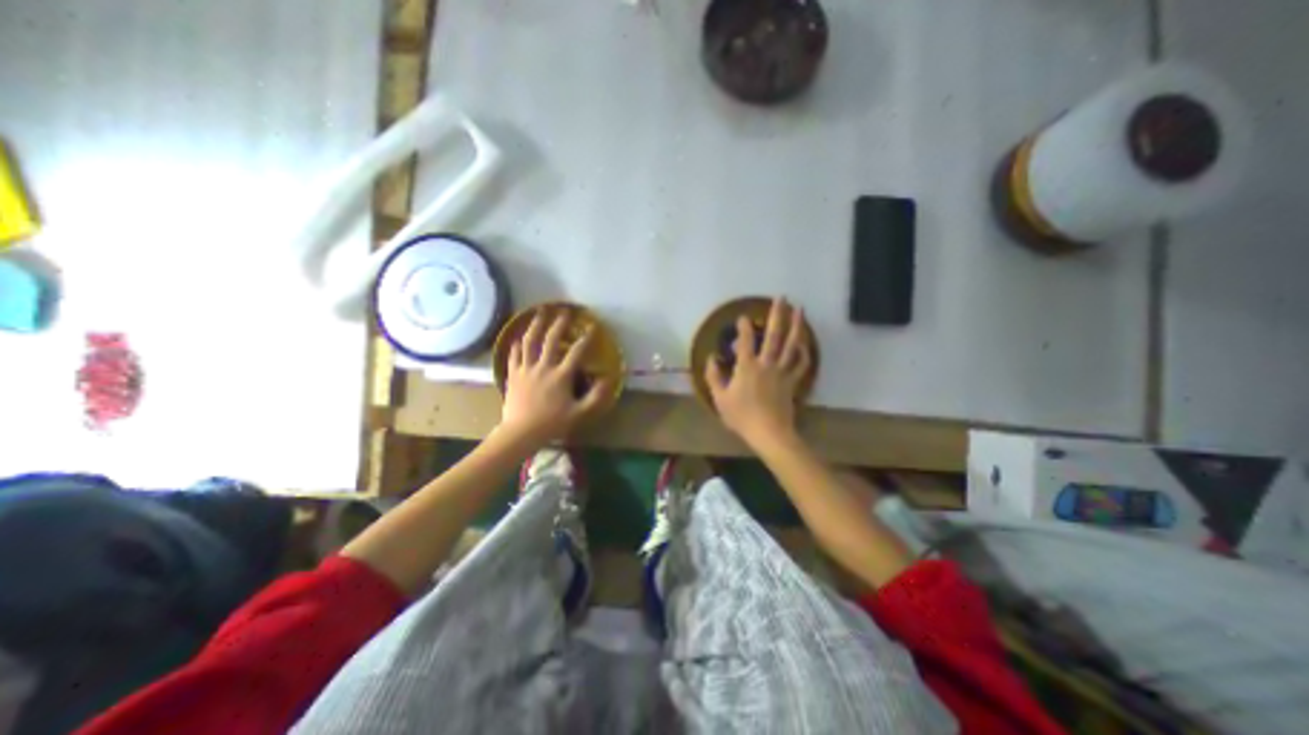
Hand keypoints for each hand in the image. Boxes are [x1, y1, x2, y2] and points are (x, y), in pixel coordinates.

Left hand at [498, 308, 609, 443]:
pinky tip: (518, 337)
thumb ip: (595, 397)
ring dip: (535, 325)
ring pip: (529, 341)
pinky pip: (514, 354)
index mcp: (561, 375)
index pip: (576, 352)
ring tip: (539, 313)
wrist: (520, 432)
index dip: (586, 338)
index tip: (592, 327)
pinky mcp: (513, 374)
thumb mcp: (579, 413)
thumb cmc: (552, 423)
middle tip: (564, 311)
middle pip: (551, 339)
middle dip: (559, 323)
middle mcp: (543, 367)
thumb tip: (607, 379)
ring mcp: (526, 369)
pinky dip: (516, 344)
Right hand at [706, 294, 809, 445]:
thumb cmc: (741, 416)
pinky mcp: (792, 381)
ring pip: (792, 345)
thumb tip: (711, 358)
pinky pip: (801, 364)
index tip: (743, 316)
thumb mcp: (720, 398)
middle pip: (774, 335)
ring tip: (800, 310)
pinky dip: (804, 353)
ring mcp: (782, 371)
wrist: (768, 433)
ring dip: (796, 326)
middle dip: (777, 314)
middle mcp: (767, 363)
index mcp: (747, 367)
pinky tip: (805, 343)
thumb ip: (714, 376)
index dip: (744, 327)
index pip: (746, 341)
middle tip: (782, 297)